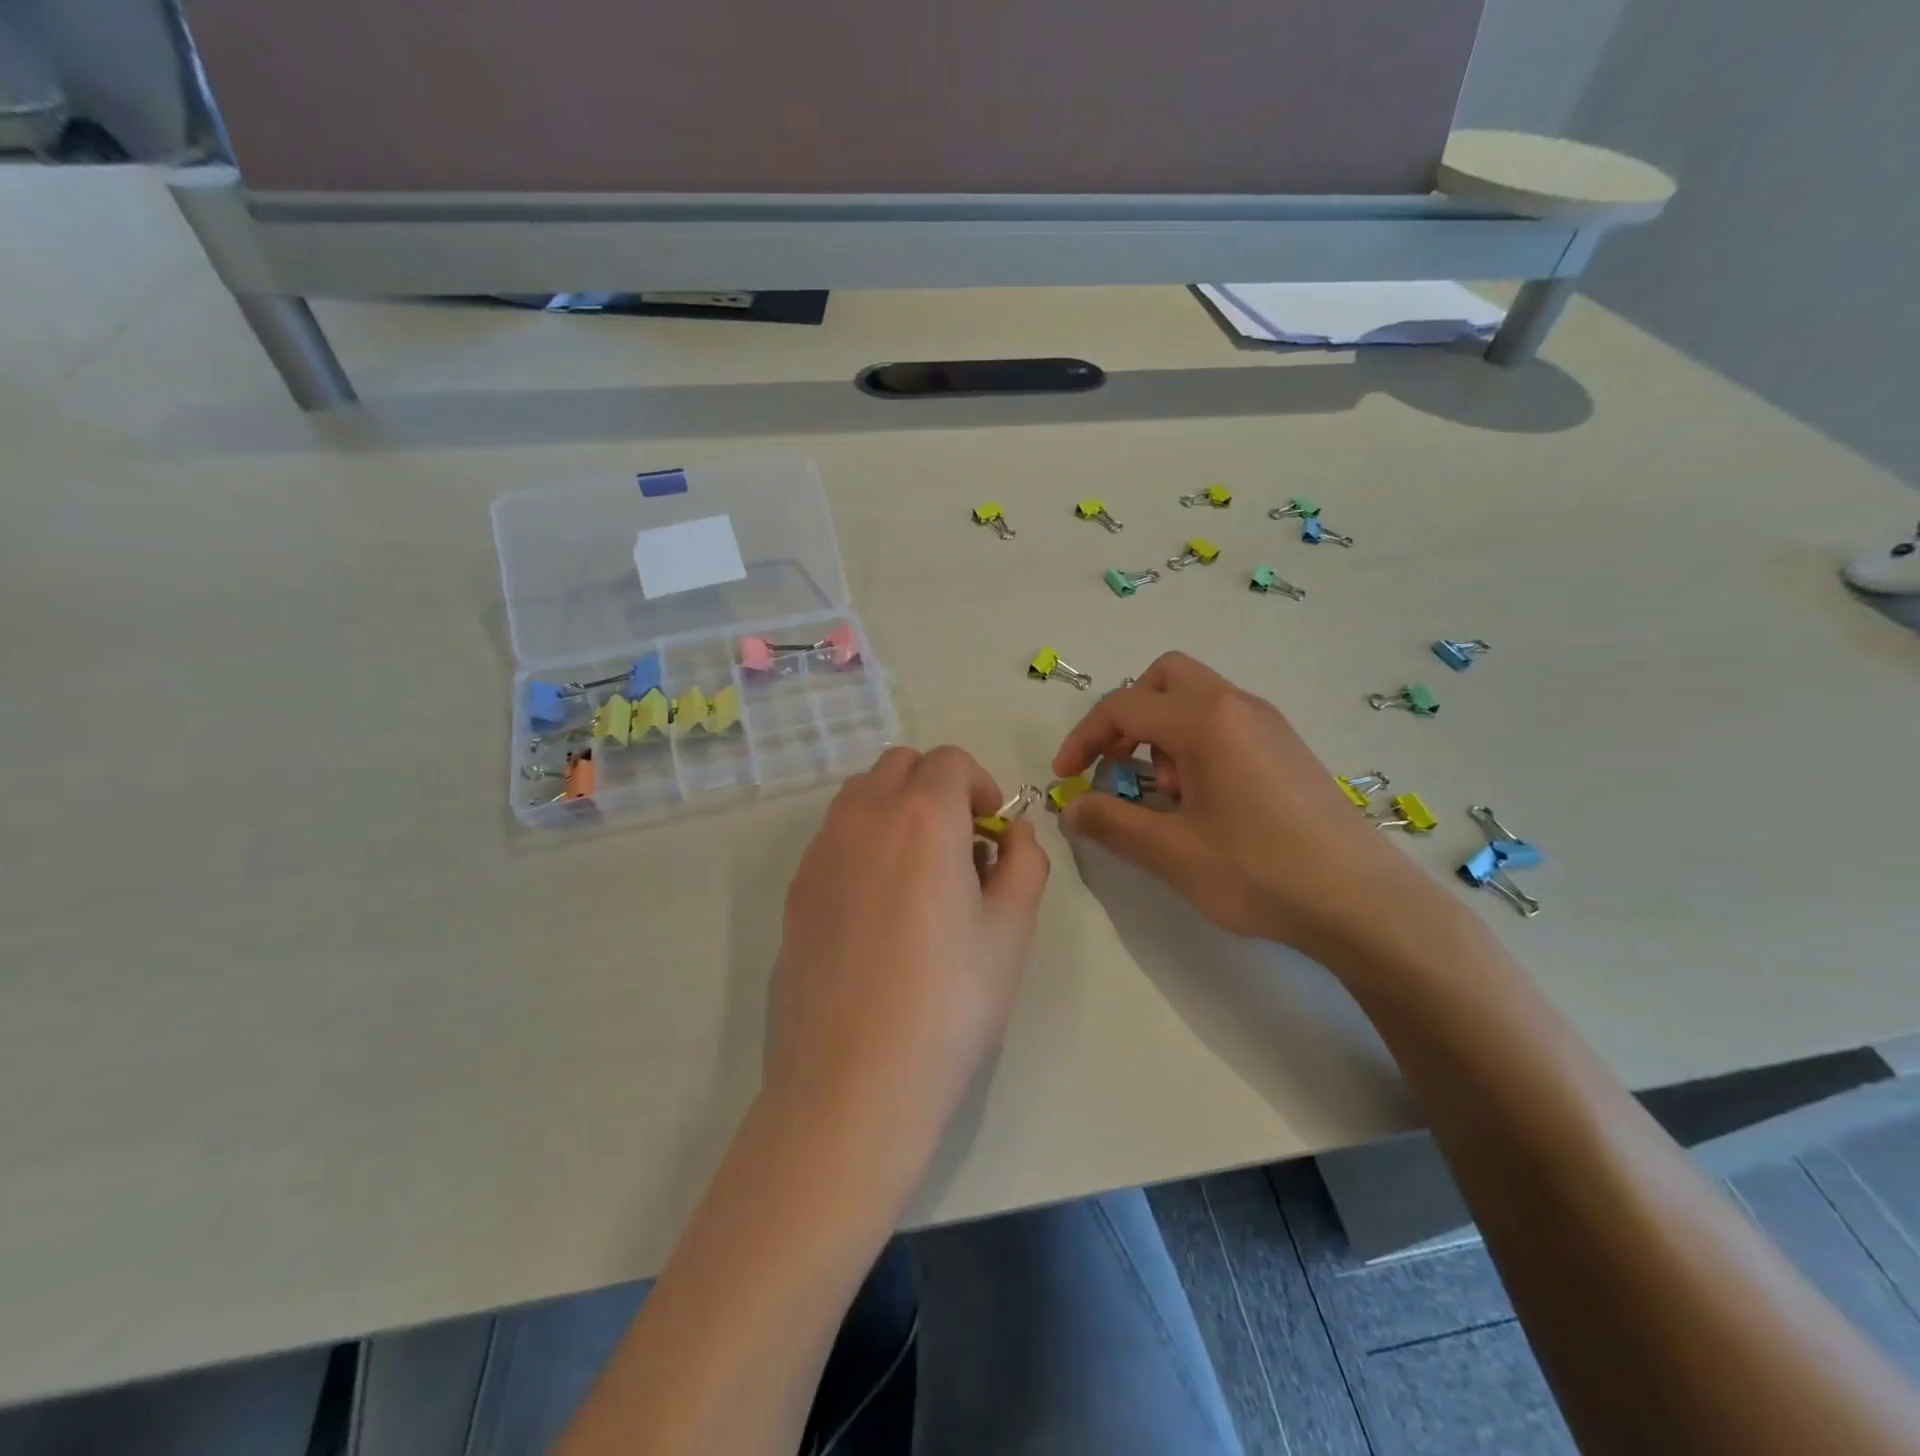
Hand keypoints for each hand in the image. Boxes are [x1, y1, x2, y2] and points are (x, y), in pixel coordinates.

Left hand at [768, 746, 1049, 1174]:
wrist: (854, 1080)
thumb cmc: (949, 1003)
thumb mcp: (1011, 932)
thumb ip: (1024, 864)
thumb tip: (1015, 834)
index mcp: (922, 816)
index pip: (951, 761)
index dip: (981, 786)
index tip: (992, 832)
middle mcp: (863, 817)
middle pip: (900, 764)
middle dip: (937, 787)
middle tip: (959, 847)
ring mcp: (820, 851)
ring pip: (861, 794)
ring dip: (896, 808)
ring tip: (918, 873)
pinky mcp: (796, 888)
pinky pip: (834, 835)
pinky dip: (863, 841)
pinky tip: (878, 907)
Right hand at [1051, 652, 1450, 957]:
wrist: (1364, 902)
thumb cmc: (1260, 871)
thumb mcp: (1172, 853)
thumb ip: (1111, 823)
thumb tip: (1071, 808)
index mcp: (1206, 721)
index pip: (1124, 707)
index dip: (1083, 739)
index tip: (1065, 777)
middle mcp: (1238, 706)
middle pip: (1165, 679)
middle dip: (1129, 717)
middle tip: (1120, 766)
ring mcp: (1269, 724)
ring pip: (1197, 699)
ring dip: (1163, 733)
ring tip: (1168, 795)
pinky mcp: (1287, 748)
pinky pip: (1225, 722)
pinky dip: (1196, 744)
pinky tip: (1206, 803)